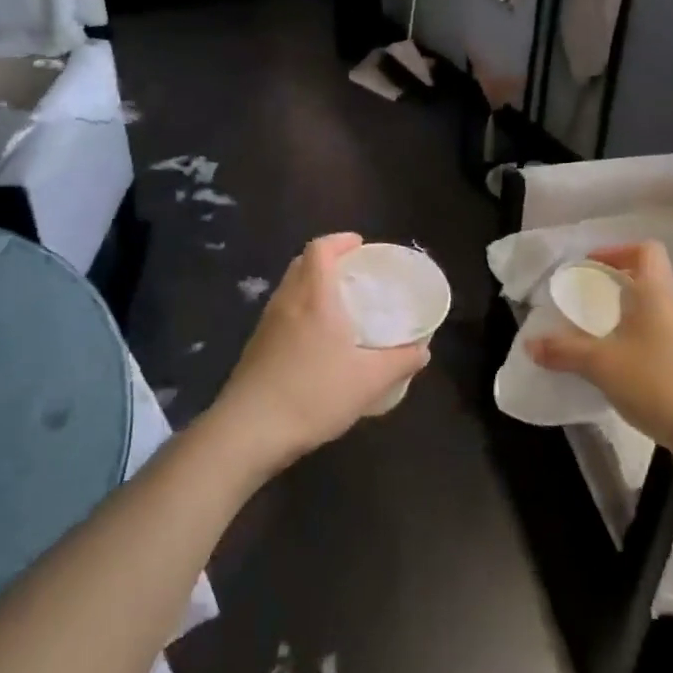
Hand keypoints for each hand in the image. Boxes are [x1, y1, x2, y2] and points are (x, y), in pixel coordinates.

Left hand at [210, 234, 429, 472]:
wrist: (249, 430)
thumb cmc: (314, 394)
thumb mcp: (370, 381)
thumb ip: (400, 362)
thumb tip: (422, 350)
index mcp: (314, 298)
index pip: (319, 249)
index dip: (339, 241)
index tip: (360, 245)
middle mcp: (287, 302)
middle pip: (301, 264)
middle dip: (327, 260)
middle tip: (353, 273)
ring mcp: (266, 325)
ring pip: (289, 289)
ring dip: (311, 286)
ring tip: (337, 306)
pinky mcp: (255, 348)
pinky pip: (281, 314)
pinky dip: (300, 311)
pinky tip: (315, 341)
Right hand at [527, 242, 672, 476]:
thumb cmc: (660, 383)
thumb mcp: (602, 365)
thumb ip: (564, 351)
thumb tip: (531, 344)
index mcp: (658, 293)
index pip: (645, 250)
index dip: (616, 251)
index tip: (589, 268)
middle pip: (646, 280)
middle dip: (612, 288)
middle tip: (581, 306)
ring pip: (653, 312)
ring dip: (624, 318)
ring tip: (594, 339)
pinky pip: (660, 338)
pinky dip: (636, 343)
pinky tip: (618, 369)